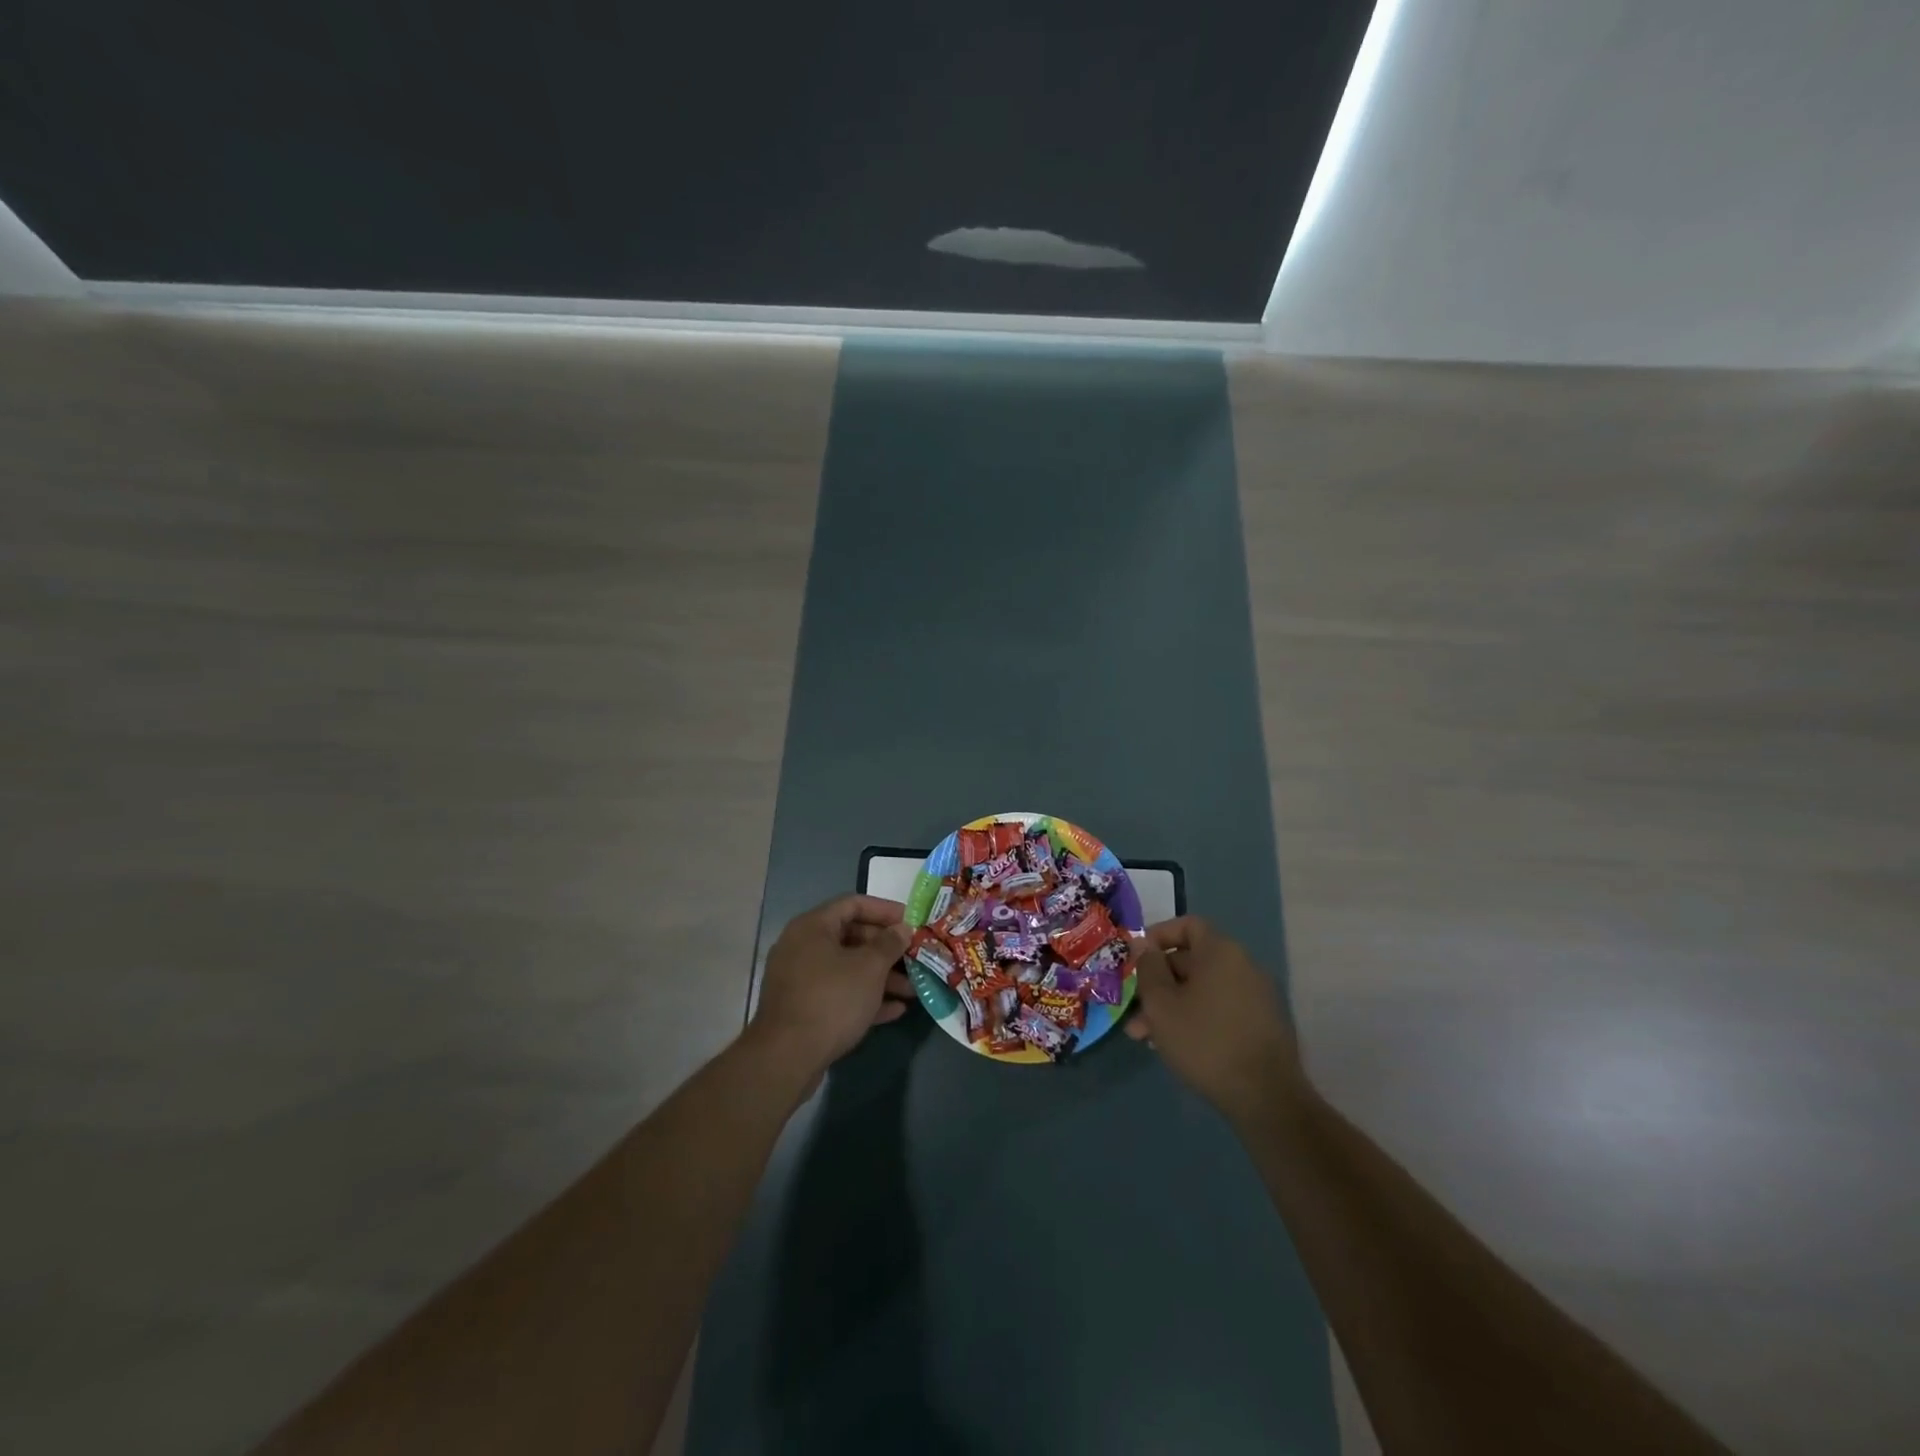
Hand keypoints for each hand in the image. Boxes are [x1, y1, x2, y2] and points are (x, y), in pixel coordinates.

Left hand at [750, 894, 915, 1074]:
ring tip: (912, 990)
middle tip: (915, 958)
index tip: (912, 921)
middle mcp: (802, 947)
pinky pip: (839, 994)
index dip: (885, 910)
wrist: (787, 1058)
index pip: (853, 904)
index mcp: (812, 927)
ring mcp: (800, 980)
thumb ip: (889, 944)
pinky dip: (865, 998)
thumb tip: (902, 929)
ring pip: (847, 969)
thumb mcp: (869, 968)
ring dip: (881, 977)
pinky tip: (895, 1010)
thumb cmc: (831, 999)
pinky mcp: (803, 1009)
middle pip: (851, 937)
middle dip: (887, 950)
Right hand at [1125, 916, 1305, 1122]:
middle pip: (1191, 961)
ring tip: (1145, 1036)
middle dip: (1158, 982)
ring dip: (1172, 1006)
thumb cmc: (1205, 1041)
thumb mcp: (1161, 1004)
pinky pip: (1219, 1008)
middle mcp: (1243, 966)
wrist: (1266, 1098)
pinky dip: (1195, 1018)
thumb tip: (1143, 946)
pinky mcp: (1261, 1024)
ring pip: (1202, 990)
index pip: (1187, 925)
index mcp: (1221, 952)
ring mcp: (1256, 996)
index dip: (1157, 936)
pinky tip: (1175, 1046)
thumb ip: (1148, 969)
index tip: (1136, 959)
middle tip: (1134, 1008)